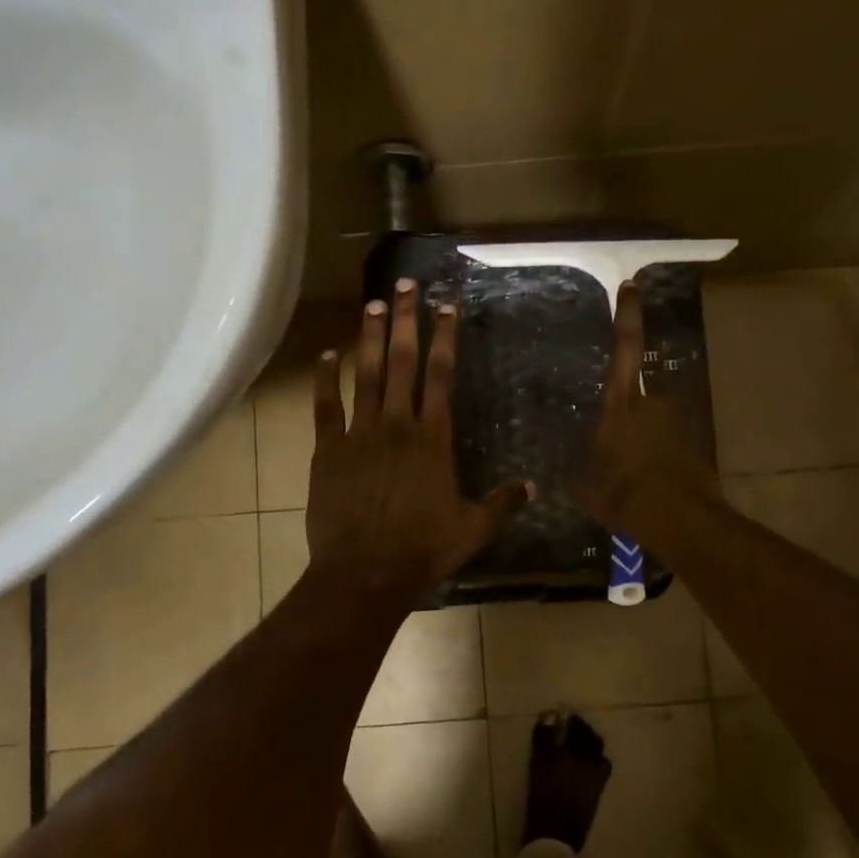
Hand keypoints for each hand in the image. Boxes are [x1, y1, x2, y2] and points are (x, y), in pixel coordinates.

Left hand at [307, 279, 532, 601]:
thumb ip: (502, 503)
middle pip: (403, 361)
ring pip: (365, 374)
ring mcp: (358, 434)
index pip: (440, 375)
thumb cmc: (422, 549)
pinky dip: (325, 378)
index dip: (444, 337)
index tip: (446, 305)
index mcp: (432, 438)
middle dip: (405, 320)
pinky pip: (325, 405)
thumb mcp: (473, 528)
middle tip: (404, 285)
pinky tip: (326, 354)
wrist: (365, 572)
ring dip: (370, 337)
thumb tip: (533, 487)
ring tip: (372, 304)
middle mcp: (396, 424)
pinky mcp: (328, 450)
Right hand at [575, 281, 723, 547]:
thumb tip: (562, 465)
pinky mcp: (691, 443)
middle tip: (610, 455)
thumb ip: (575, 468)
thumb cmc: (626, 496)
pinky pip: (664, 444)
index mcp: (620, 405)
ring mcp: (675, 422)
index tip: (632, 286)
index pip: (625, 349)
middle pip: (632, 397)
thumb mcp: (585, 486)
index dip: (628, 316)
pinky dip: (655, 459)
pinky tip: (645, 487)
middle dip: (622, 420)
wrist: (683, 521)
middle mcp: (651, 404)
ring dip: (639, 443)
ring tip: (628, 480)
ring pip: (649, 423)